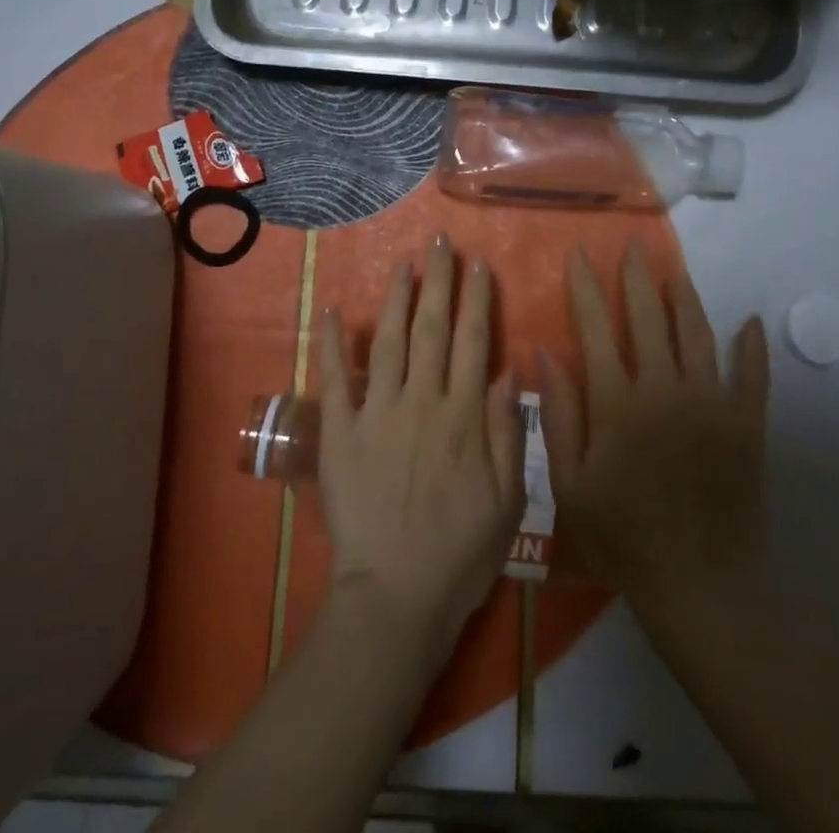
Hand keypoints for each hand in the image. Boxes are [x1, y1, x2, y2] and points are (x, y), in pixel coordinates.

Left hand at [318, 237, 525, 659]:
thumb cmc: (460, 553)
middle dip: (439, 281)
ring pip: (389, 341)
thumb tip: (508, 373)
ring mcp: (377, 413)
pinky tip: (331, 312)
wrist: (395, 597)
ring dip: (397, 299)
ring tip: (404, 264)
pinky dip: (331, 344)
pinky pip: (335, 380)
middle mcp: (421, 401)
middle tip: (440, 243)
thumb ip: (507, 433)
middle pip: (433, 329)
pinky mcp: (340, 433)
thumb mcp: (507, 501)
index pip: (474, 342)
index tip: (479, 264)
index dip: (478, 300)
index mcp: (463, 416)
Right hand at [539, 243, 769, 622]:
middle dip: (636, 277)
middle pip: (648, 317)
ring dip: (685, 298)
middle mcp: (664, 389)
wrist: (699, 587)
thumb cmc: (623, 537)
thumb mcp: (570, 485)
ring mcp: (711, 403)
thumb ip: (559, 416)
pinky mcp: (746, 423)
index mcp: (617, 403)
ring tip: (675, 272)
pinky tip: (748, 322)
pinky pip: (752, 374)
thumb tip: (546, 354)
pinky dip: (751, 346)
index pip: (596, 328)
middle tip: (633, 246)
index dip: (585, 288)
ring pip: (697, 333)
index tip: (578, 255)